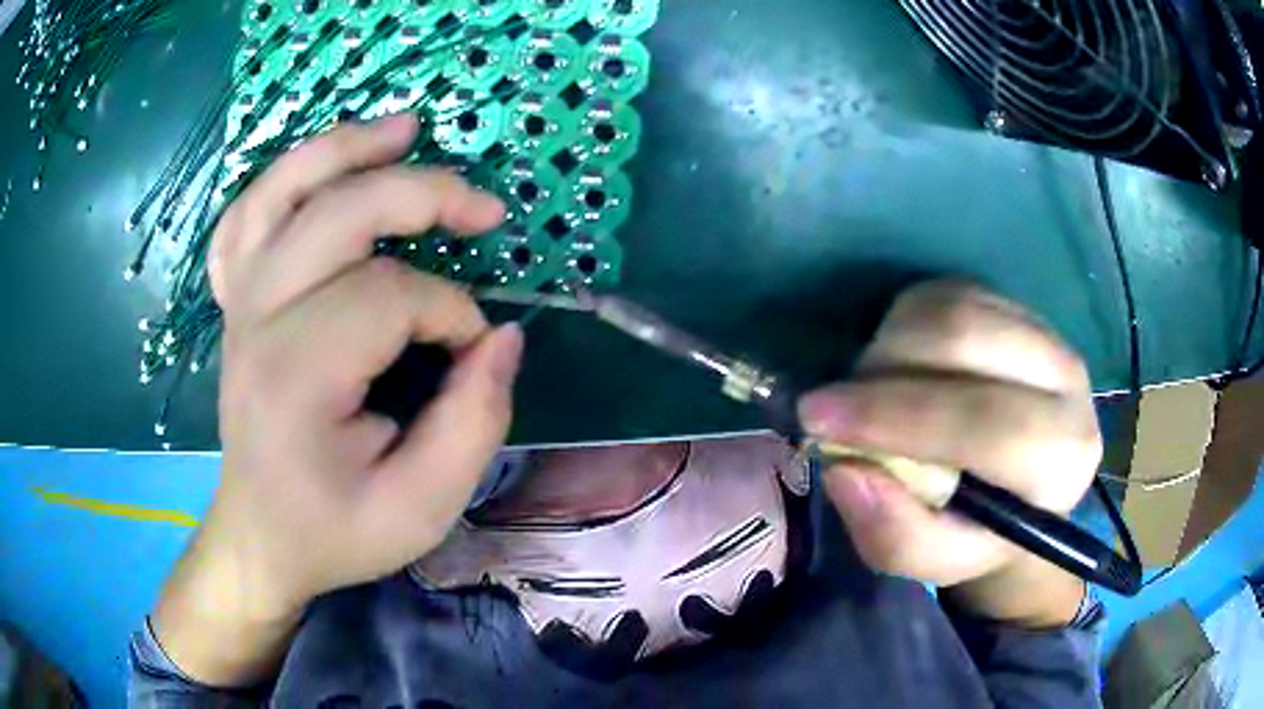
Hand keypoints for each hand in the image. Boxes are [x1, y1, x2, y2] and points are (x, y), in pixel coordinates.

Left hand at [154, 114, 522, 683]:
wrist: (263, 538)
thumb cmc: (337, 530)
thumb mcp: (423, 507)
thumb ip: (474, 423)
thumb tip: (503, 337)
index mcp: (296, 380)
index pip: (387, 298)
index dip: (449, 312)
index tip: (473, 354)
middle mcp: (257, 325)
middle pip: (337, 216)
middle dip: (422, 196)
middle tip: (486, 210)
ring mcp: (239, 306)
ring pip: (280, 192)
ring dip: (344, 149)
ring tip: (406, 127)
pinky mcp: (236, 304)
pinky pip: (245, 219)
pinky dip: (282, 180)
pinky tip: (320, 168)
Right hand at [799, 281, 1099, 625]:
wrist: (1024, 492)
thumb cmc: (980, 532)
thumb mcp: (936, 561)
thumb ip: (896, 536)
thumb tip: (844, 469)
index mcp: (1061, 458)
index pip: (984, 421)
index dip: (896, 416)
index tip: (818, 420)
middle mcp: (1068, 382)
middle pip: (965, 338)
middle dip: (883, 370)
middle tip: (834, 405)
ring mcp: (1045, 332)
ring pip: (953, 306)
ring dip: (890, 343)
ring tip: (870, 390)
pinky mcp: (1017, 307)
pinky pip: (949, 292)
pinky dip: (905, 323)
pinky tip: (900, 365)